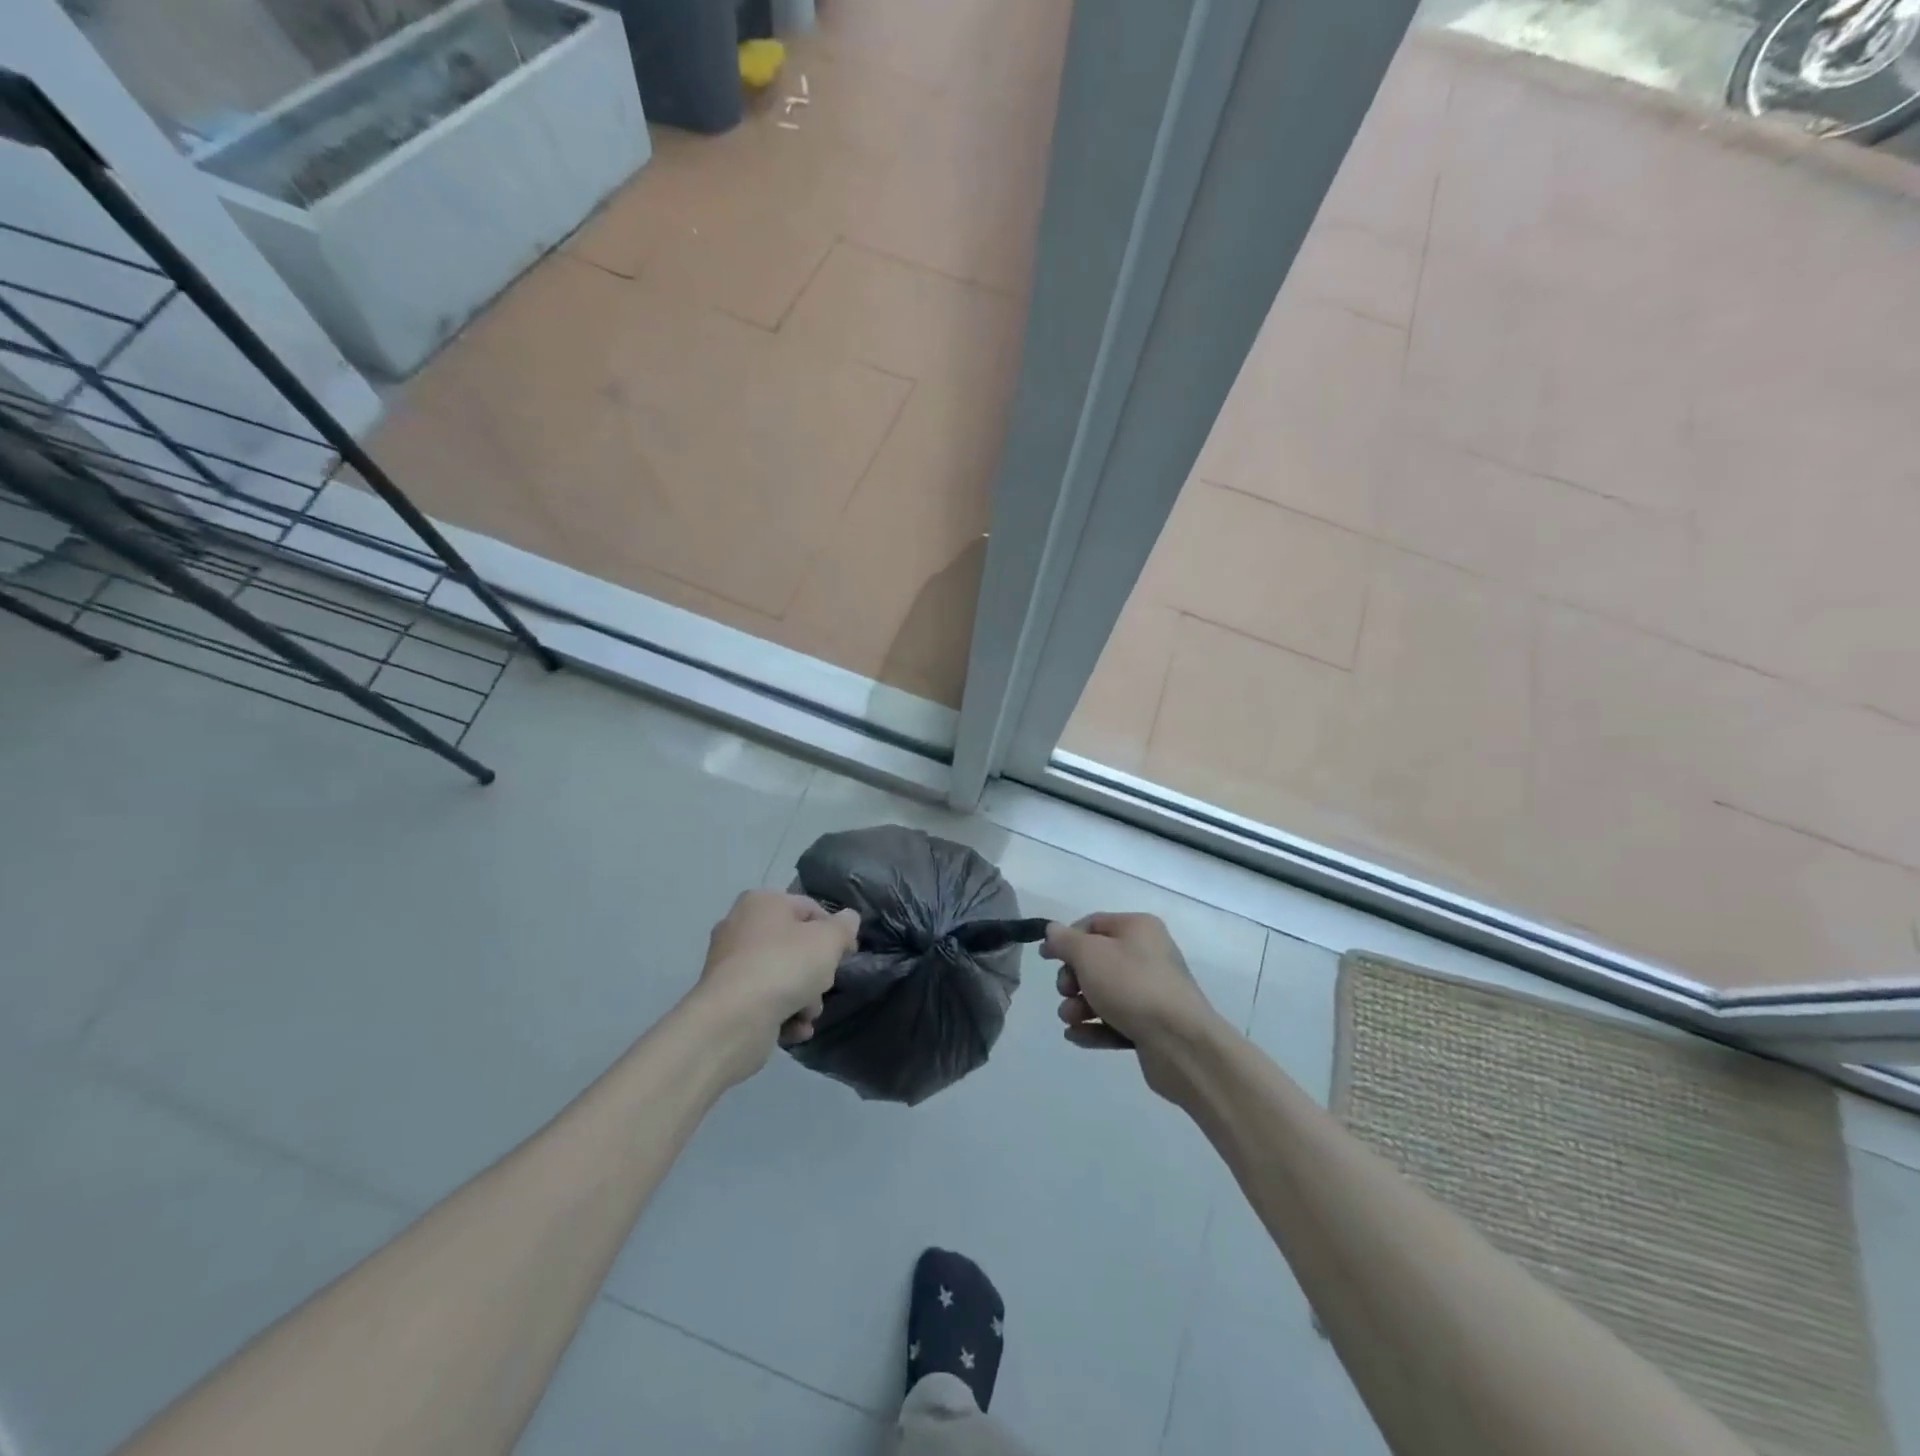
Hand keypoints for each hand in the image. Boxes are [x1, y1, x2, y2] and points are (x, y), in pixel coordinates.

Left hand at [692, 891, 858, 1081]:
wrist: (733, 1020)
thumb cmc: (784, 966)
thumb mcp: (828, 940)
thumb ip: (844, 927)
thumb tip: (848, 919)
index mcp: (762, 902)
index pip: (809, 908)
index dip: (834, 931)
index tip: (847, 955)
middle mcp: (740, 927)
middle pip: (796, 946)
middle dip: (816, 972)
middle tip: (823, 985)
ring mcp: (729, 965)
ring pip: (782, 976)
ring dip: (803, 998)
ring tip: (806, 1013)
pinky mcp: (725, 999)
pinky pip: (764, 1000)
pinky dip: (782, 1014)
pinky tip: (793, 1028)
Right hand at [1043, 913, 1221, 1100]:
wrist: (1180, 1043)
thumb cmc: (1132, 986)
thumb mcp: (1089, 954)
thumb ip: (1065, 940)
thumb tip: (1053, 932)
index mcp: (1138, 929)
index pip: (1093, 924)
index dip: (1066, 938)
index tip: (1045, 957)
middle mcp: (1148, 955)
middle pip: (1096, 961)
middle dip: (1073, 979)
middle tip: (1066, 992)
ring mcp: (1151, 993)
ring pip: (1104, 993)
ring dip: (1079, 1006)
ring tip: (1071, 1018)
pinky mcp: (1151, 1026)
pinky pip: (1115, 1021)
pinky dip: (1094, 1027)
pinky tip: (1076, 1036)